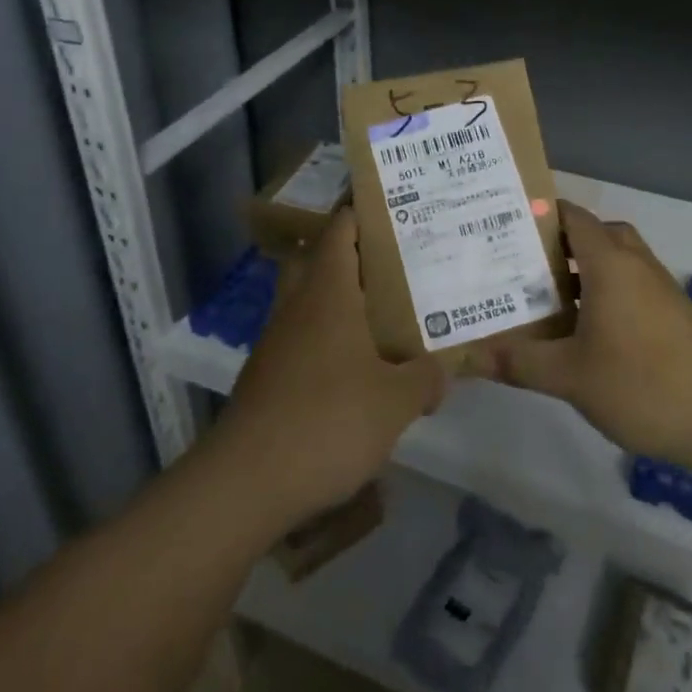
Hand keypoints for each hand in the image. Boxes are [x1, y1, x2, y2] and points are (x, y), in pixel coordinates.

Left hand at [212, 209, 446, 528]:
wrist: (247, 483)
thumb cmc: (328, 422)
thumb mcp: (395, 402)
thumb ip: (425, 379)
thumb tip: (444, 371)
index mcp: (328, 293)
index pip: (340, 230)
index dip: (363, 212)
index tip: (395, 208)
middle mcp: (298, 306)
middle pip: (317, 259)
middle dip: (350, 254)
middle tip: (392, 262)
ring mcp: (276, 342)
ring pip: (307, 301)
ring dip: (338, 300)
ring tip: (382, 314)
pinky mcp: (267, 377)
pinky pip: (301, 339)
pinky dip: (326, 339)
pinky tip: (354, 368)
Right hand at [486, 201, 691, 475]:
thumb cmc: (643, 384)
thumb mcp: (570, 376)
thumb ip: (519, 362)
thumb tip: (469, 357)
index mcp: (610, 262)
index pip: (571, 216)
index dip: (537, 213)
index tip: (501, 225)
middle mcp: (635, 264)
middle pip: (593, 235)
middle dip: (556, 245)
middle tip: (517, 264)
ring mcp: (658, 289)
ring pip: (613, 262)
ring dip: (581, 272)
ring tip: (540, 298)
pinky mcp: (672, 314)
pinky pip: (628, 286)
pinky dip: (602, 295)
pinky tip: (581, 332)